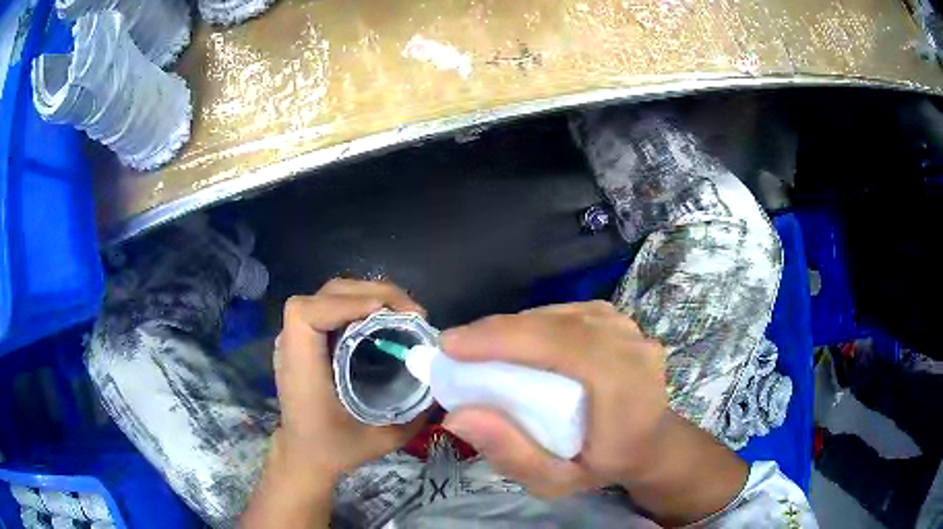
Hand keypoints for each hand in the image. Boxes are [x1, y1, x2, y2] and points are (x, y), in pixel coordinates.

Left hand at [273, 279, 427, 483]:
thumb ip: (415, 412)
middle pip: (325, 294)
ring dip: (369, 294)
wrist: (305, 455)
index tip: (382, 313)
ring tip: (403, 311)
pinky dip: (361, 303)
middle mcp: (294, 345)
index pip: (306, 315)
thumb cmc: (335, 448)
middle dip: (370, 292)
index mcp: (302, 368)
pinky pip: (333, 306)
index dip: (343, 305)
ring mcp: (298, 338)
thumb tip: (443, 379)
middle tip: (412, 312)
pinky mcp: (308, 338)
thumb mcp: (382, 438)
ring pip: (330, 294)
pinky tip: (384, 319)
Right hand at [440, 301, 670, 496]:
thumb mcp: (556, 481)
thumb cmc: (604, 465)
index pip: (563, 346)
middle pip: (558, 324)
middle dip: (498, 331)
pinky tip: (515, 340)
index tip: (452, 346)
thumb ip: (512, 454)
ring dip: (514, 326)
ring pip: (559, 313)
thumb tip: (458, 416)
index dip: (505, 339)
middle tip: (454, 346)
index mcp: (626, 387)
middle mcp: (632, 346)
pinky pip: (567, 312)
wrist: (649, 442)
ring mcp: (628, 328)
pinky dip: (534, 323)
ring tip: (478, 345)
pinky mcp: (618, 320)